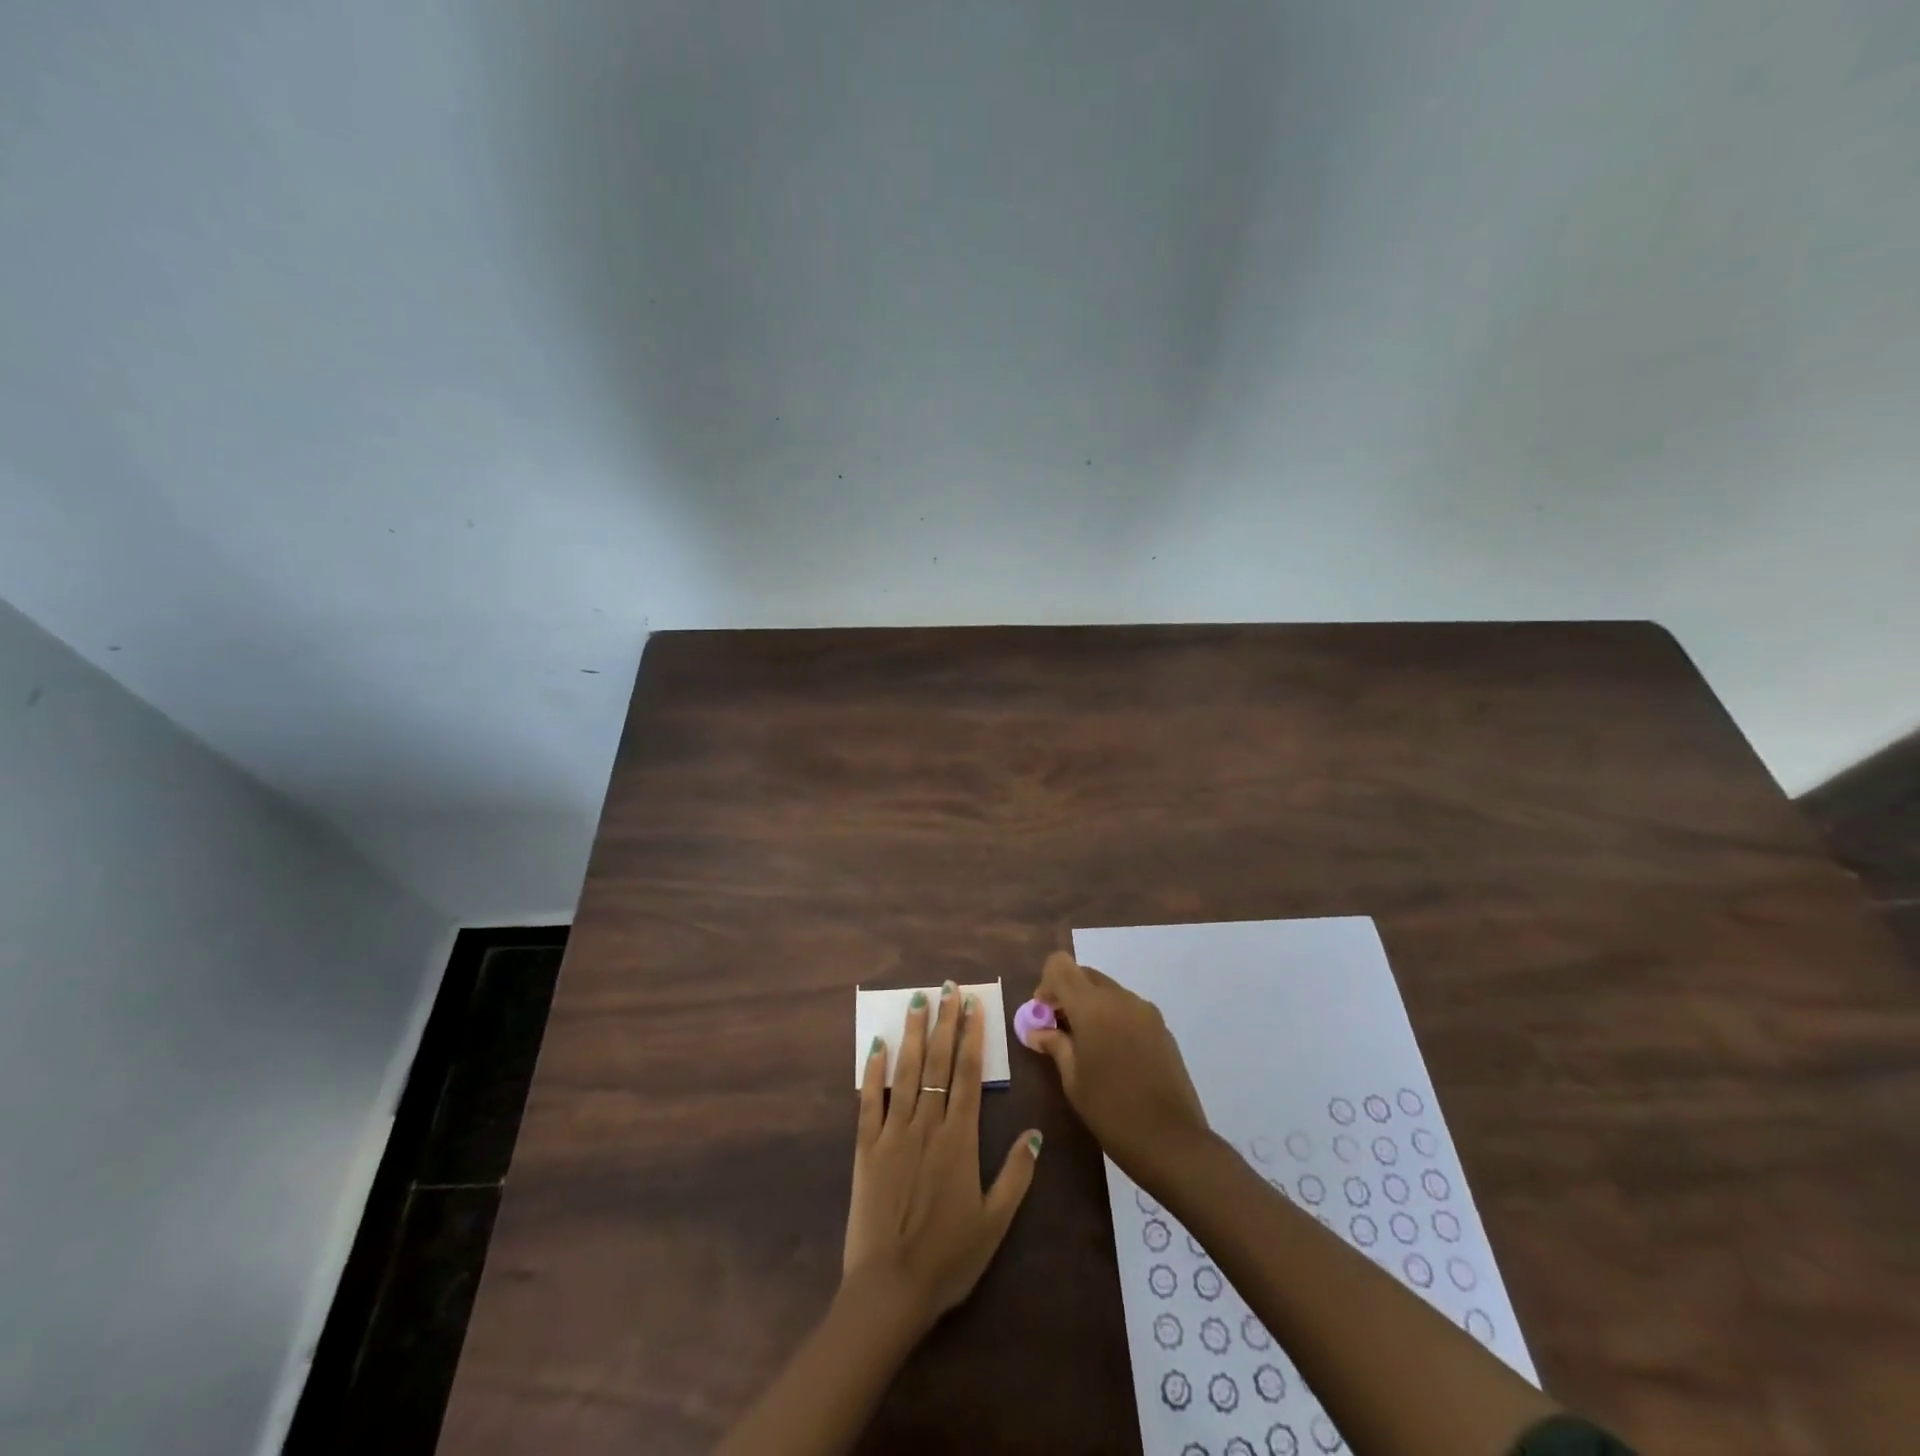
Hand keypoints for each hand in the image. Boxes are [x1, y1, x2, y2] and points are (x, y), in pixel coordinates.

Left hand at [844, 981, 1041, 1329]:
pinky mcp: (866, 1148)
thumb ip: (1016, 1174)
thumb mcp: (995, 1222)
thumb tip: (1035, 1132)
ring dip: (913, 1034)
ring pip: (905, 1072)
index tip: (972, 1005)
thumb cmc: (948, 1258)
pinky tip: (877, 1045)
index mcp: (959, 1139)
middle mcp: (926, 1125)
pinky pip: (869, 1100)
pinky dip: (873, 1071)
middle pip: (937, 1062)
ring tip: (917, 1001)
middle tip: (947, 987)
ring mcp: (893, 1133)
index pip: (966, 1074)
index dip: (970, 1036)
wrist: (889, 1289)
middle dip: (944, 1022)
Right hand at [1026, 952, 1211, 1188]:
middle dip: (1067, 995)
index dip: (1046, 983)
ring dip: (1090, 1007)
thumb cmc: (1112, 1112)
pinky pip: (1127, 1009)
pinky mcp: (1162, 1027)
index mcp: (1093, 1006)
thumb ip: (1054, 1045)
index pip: (1061, 965)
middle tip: (1058, 1031)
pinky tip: (1113, 1057)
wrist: (1173, 1142)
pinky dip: (1112, 1018)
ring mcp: (1145, 1011)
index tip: (1043, 1015)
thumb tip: (1036, 1031)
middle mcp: (1121, 998)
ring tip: (1086, 1047)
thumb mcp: (1073, 1081)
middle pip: (1085, 975)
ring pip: (1107, 991)